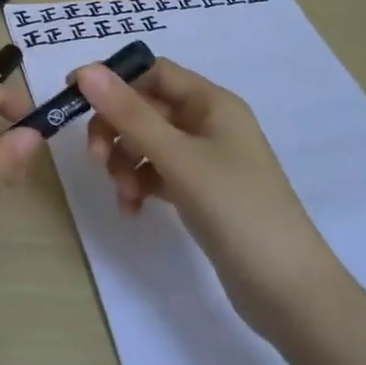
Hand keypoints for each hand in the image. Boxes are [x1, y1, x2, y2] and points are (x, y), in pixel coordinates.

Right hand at [77, 58, 347, 336]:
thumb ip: (130, 114)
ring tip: (123, 195)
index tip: (75, 99)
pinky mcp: (202, 192)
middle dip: (116, 130)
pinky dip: (140, 184)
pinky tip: (133, 209)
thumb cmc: (237, 211)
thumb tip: (85, 71)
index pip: (153, 72)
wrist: (291, 293)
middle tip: (95, 160)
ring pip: (147, 142)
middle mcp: (209, 123)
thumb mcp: (178, 159)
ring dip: (125, 162)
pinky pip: (158, 173)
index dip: (113, 80)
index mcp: (212, 103)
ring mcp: (206, 159)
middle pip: (145, 108)